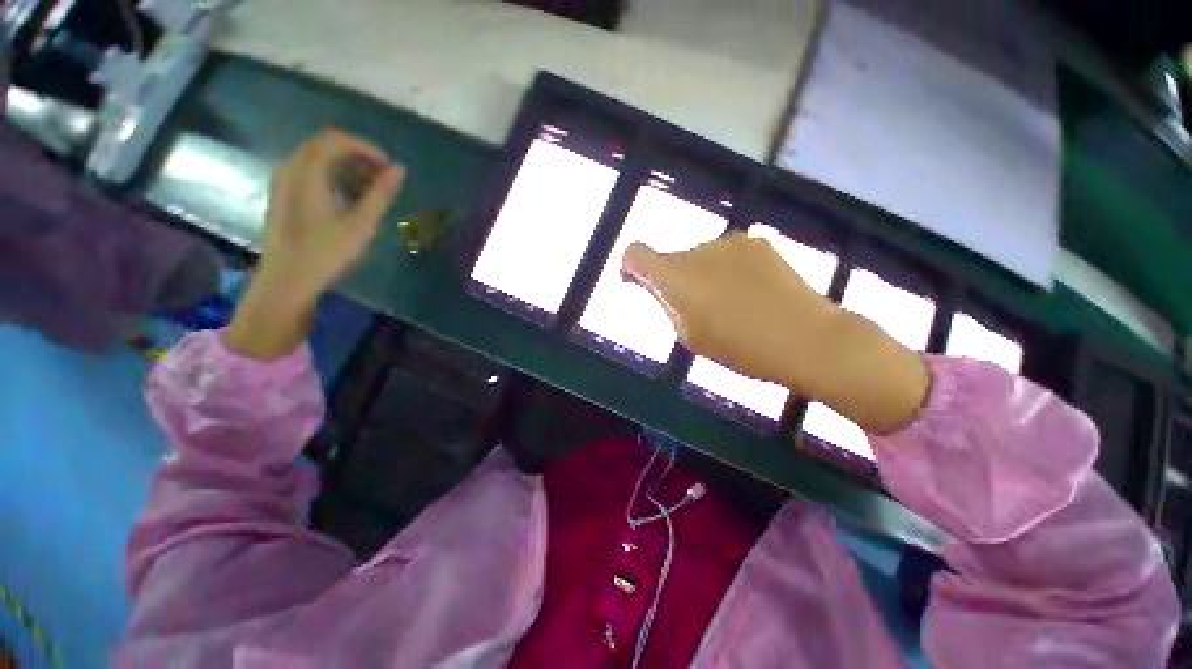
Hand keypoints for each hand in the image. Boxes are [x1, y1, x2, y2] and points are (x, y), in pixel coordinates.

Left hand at [225, 129, 404, 359]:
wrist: (287, 280)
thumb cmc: (325, 253)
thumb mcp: (360, 224)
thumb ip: (380, 194)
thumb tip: (399, 170)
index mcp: (307, 172)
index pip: (337, 140)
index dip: (367, 148)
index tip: (390, 168)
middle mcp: (290, 168)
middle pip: (325, 145)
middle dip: (358, 156)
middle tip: (382, 178)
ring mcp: (283, 181)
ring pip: (317, 158)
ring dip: (346, 166)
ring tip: (370, 189)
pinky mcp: (284, 195)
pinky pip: (310, 172)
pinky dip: (333, 176)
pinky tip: (348, 198)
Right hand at [622, 233, 928, 433]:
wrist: (807, 337)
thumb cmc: (740, 347)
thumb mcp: (689, 335)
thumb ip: (667, 304)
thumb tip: (656, 285)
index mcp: (674, 275)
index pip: (635, 254)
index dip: (632, 267)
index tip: (641, 284)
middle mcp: (698, 248)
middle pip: (672, 261)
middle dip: (676, 282)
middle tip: (699, 311)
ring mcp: (730, 241)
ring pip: (702, 259)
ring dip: (704, 276)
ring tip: (732, 305)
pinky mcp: (758, 242)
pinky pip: (728, 256)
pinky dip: (728, 271)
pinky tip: (752, 294)